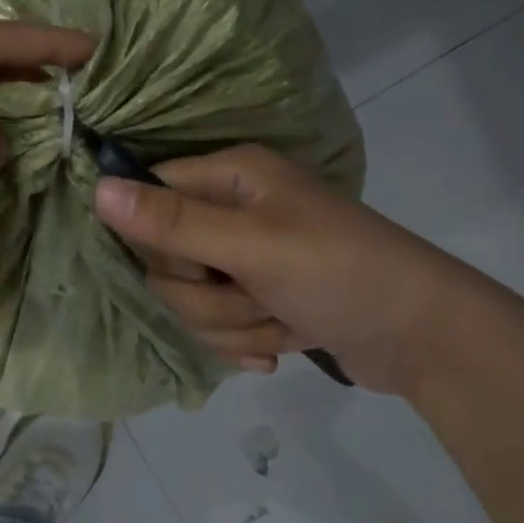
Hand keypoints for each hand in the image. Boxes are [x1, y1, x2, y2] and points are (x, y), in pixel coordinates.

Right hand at [93, 144, 474, 395]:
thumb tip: (96, 190)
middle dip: (209, 296)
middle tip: (258, 294)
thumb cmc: (341, 274)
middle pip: (165, 261)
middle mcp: (230, 212)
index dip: (161, 241)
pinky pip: (217, 326)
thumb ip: (173, 223)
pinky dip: (247, 342)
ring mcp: (244, 260)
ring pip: (190, 302)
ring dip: (235, 324)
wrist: (427, 340)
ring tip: (284, 319)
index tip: (200, 263)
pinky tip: (284, 344)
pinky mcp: (257, 301)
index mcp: (230, 178)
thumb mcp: (254, 246)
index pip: (149, 198)